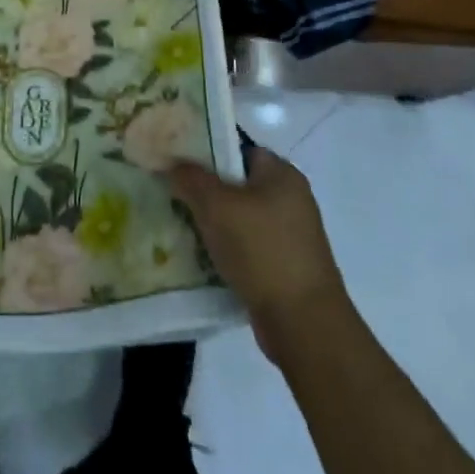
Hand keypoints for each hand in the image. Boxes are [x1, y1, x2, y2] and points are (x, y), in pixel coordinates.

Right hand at [168, 145, 350, 364]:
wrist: (303, 325)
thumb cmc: (262, 250)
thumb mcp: (216, 205)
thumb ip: (190, 178)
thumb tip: (171, 163)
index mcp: (282, 174)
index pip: (239, 148)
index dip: (206, 150)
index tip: (176, 160)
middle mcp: (291, 200)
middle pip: (237, 184)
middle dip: (204, 190)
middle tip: (171, 192)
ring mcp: (290, 236)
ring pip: (239, 218)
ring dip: (212, 223)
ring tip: (178, 223)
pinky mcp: (284, 267)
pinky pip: (246, 247)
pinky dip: (225, 249)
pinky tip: (199, 256)